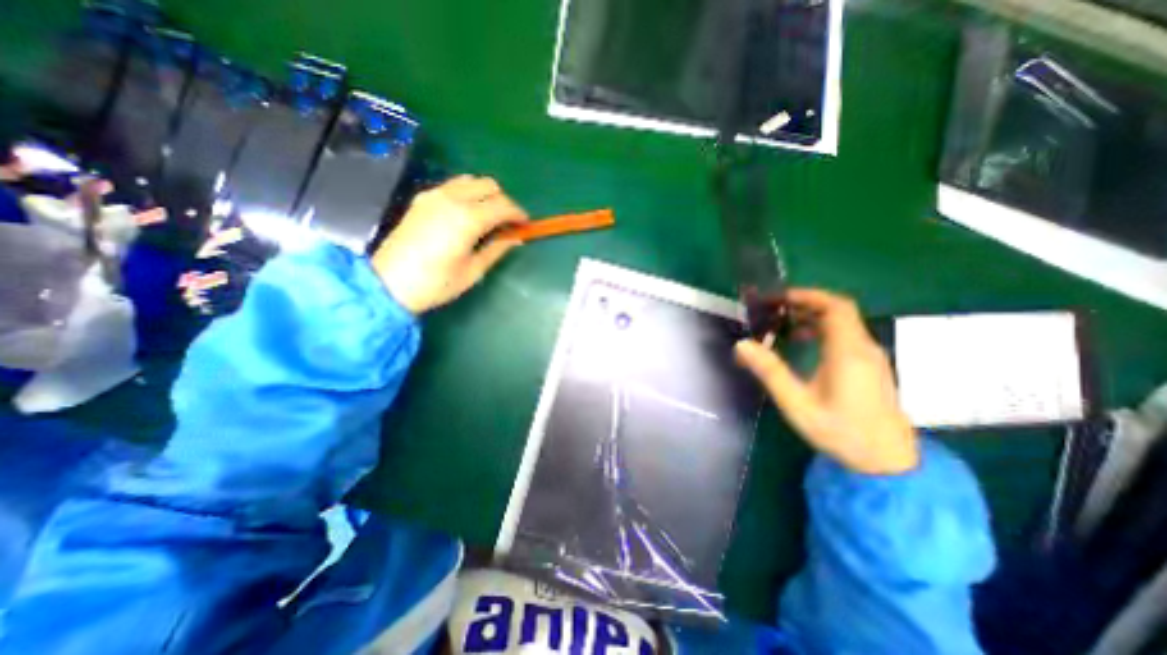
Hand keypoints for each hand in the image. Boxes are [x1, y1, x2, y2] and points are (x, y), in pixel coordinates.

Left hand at [372, 176, 526, 315]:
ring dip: (486, 194)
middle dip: (504, 201)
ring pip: (471, 181)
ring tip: (490, 216)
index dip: (519, 214)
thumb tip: (515, 238)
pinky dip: (468, 193)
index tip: (526, 225)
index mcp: (468, 219)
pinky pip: (453, 185)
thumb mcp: (473, 271)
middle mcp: (452, 199)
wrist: (389, 283)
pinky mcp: (422, 198)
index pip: (503, 206)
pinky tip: (468, 213)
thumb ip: (497, 249)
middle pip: (489, 185)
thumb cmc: (436, 283)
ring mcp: (434, 195)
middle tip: (508, 222)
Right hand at [736, 292, 919, 474]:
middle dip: (805, 304)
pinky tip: (802, 343)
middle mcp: (864, 348)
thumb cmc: (840, 432)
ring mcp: (870, 357)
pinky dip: (821, 330)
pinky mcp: (869, 365)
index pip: (836, 308)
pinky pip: (845, 335)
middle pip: (839, 311)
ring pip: (842, 323)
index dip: (808, 296)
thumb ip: (770, 372)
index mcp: (848, 353)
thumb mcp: (797, 403)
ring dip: (812, 317)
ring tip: (782, 325)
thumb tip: (742, 345)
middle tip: (774, 310)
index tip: (780, 298)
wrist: (887, 462)